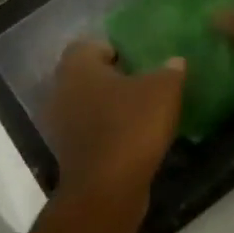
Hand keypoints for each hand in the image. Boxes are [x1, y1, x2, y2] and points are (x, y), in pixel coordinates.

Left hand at [45, 41, 184, 202]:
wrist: (107, 188)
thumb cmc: (131, 126)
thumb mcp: (163, 91)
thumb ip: (170, 71)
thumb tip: (174, 62)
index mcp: (77, 66)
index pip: (92, 44)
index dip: (117, 49)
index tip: (141, 62)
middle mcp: (60, 89)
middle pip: (88, 75)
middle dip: (113, 78)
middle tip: (144, 84)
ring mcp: (59, 123)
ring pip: (86, 104)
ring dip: (108, 107)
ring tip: (140, 112)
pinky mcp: (66, 152)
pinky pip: (88, 130)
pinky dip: (106, 131)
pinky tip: (131, 138)